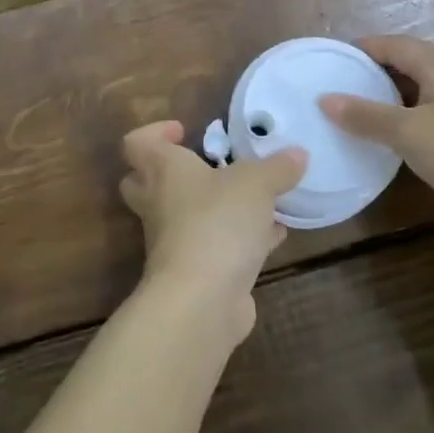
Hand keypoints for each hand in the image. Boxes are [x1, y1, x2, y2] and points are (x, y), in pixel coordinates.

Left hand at [119, 121, 306, 342]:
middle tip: (208, 165)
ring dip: (216, 207)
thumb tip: (297, 155)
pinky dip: (241, 238)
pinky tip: (274, 234)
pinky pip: (217, 245)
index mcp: (162, 171)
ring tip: (257, 198)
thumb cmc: (217, 222)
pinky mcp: (196, 272)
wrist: (201, 301)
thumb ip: (276, 167)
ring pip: (186, 217)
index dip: (154, 132)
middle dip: (173, 173)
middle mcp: (160, 204)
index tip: (184, 131)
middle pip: (146, 182)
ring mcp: (174, 242)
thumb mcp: (256, 183)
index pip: (136, 144)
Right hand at [319, 35, 433, 244]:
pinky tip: (404, 137)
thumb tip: (325, 99)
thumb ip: (365, 116)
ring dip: (396, 96)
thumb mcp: (409, 135)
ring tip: (365, 113)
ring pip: (427, 87)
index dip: (361, 49)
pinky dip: (416, 114)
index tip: (331, 61)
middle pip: (411, 61)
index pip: (393, 43)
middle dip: (376, 72)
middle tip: (342, 88)